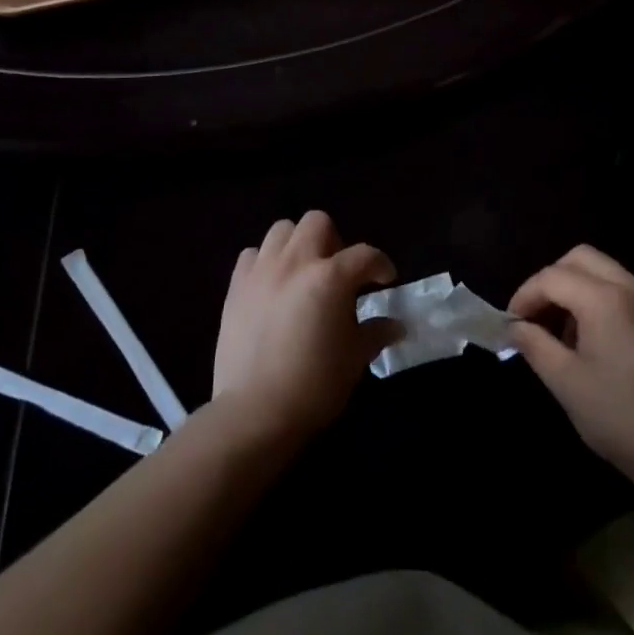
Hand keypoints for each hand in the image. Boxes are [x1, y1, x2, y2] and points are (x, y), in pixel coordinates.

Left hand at [211, 211, 398, 443]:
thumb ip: (375, 333)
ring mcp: (262, 270)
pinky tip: (272, 285)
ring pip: (282, 230)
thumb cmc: (314, 386)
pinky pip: (252, 255)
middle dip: (335, 240)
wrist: (255, 411)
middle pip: (318, 223)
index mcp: (331, 277)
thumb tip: (396, 325)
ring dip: (298, 243)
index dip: (380, 265)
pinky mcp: (236, 285)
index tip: (385, 280)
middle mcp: (296, 262)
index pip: (365, 255)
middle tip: (338, 272)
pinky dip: (266, 261)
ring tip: (303, 272)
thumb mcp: (354, 360)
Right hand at [508, 245, 633, 504]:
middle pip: (580, 258)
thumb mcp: (566, 384)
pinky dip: (601, 301)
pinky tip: (596, 342)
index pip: (553, 277)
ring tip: (565, 333)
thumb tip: (515, 326)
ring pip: (604, 272)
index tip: (512, 323)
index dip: (525, 295)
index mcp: (606, 301)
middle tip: (537, 316)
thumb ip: (535, 345)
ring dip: (576, 289)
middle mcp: (632, 290)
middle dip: (551, 280)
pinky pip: (625, 292)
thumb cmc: (622, 420)